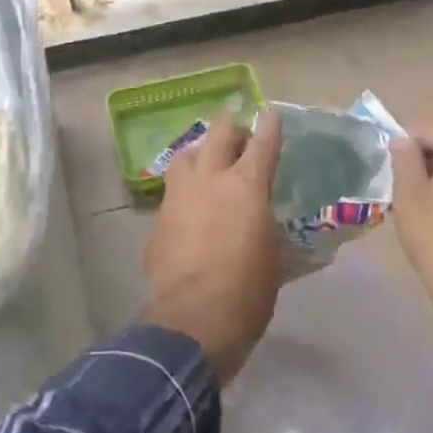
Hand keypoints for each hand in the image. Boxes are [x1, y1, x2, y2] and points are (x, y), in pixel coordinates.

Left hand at [142, 111, 283, 383]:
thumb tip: (271, 226)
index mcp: (246, 185)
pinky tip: (188, 211)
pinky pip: (172, 193)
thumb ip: (271, 229)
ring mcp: (179, 195)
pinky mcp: (158, 218)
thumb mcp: (275, 258)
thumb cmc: (248, 291)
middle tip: (239, 134)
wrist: (194, 318)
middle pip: (219, 134)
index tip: (272, 114)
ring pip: (186, 155)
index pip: (263, 143)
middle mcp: (210, 179)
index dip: (270, 125)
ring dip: (200, 153)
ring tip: (207, 163)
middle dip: (231, 127)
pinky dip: (184, 193)